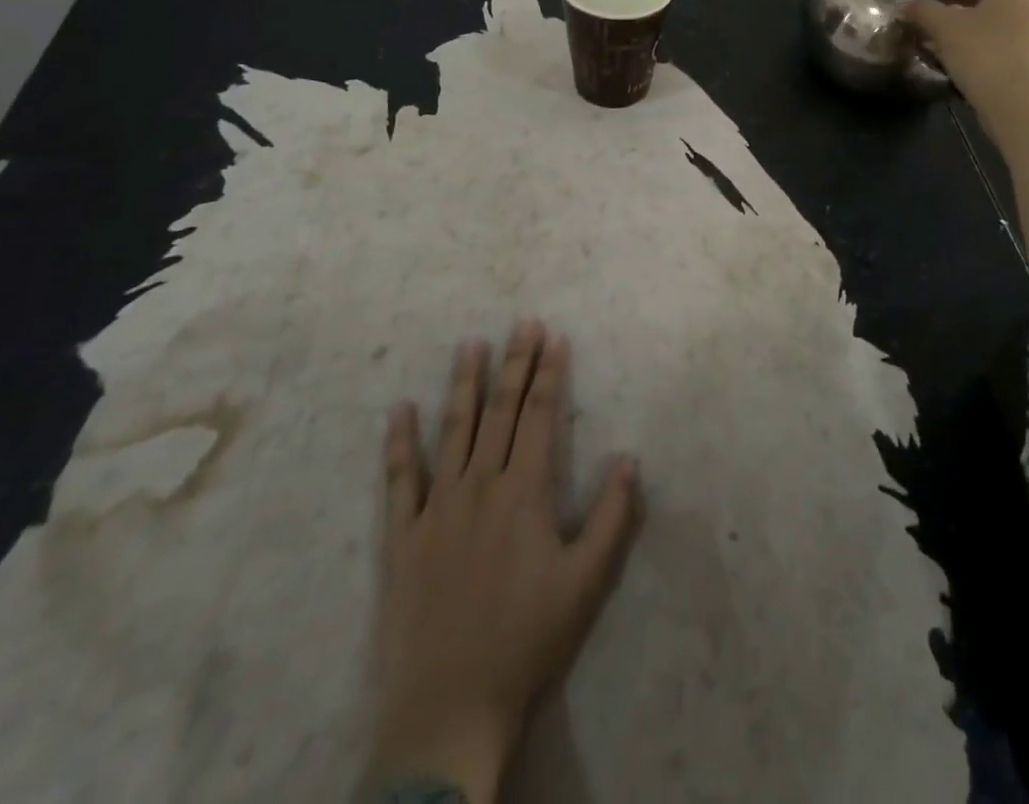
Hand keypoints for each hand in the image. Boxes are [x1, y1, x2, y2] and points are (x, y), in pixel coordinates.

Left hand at [368, 323, 641, 802]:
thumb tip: (629, 457)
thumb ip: (612, 516)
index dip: (549, 374)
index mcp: (523, 492)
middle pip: (499, 411)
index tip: (554, 337)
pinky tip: (400, 409)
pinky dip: (399, 441)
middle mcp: (479, 485)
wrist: (451, 705)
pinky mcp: (403, 535)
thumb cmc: (527, 640)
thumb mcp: (587, 582)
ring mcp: (436, 507)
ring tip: (470, 344)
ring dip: (464, 384)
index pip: (538, 416)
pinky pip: (400, 479)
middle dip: (514, 363)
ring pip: (453, 430)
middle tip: (522, 322)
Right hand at [903, 0, 1028, 100]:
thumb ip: (921, 8)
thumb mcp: (944, 28)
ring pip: (993, 5)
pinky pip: (996, 29)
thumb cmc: (984, 55)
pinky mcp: (1025, 52)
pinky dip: (972, 30)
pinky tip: (948, 49)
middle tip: (929, 0)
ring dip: (962, 8)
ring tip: (933, 25)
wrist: (1019, 106)